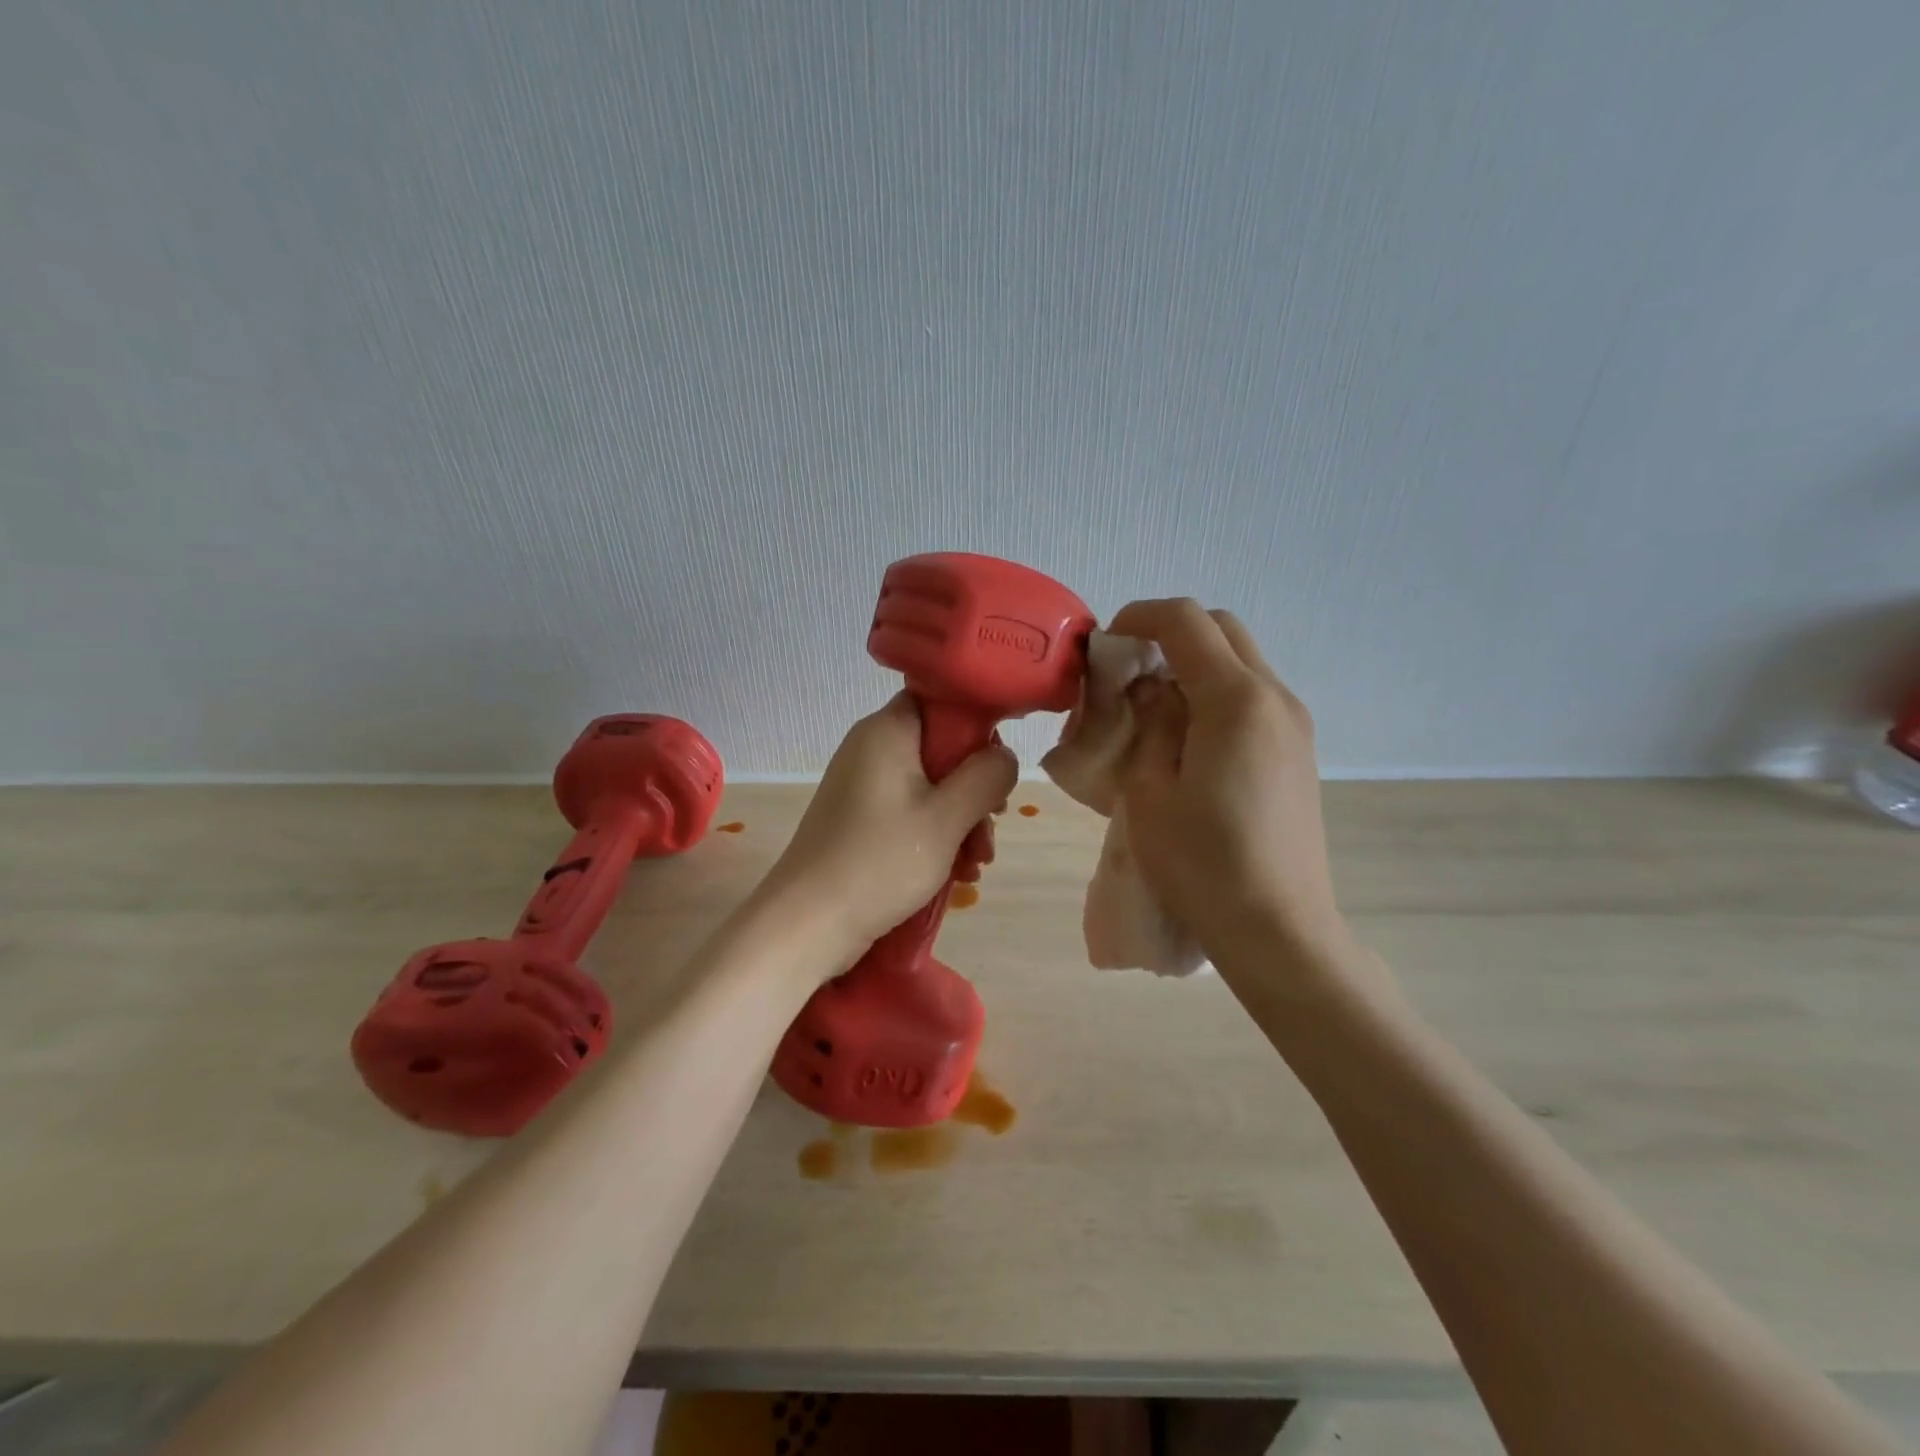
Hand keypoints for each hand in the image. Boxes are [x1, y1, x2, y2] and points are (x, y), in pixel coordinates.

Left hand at [763, 694, 1017, 962]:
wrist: (807, 924)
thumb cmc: (880, 862)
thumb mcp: (946, 818)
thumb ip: (986, 778)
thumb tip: (1004, 755)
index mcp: (887, 732)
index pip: (939, 701)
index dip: (975, 727)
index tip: (996, 769)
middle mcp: (871, 749)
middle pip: (940, 750)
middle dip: (973, 791)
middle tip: (990, 830)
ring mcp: (863, 786)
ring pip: (930, 787)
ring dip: (960, 822)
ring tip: (976, 865)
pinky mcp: (860, 820)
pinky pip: (910, 812)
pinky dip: (936, 836)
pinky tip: (956, 874)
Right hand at [1108, 598, 1347, 959]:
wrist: (1277, 928)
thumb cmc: (1201, 865)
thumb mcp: (1149, 790)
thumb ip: (1148, 722)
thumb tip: (1149, 688)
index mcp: (1236, 700)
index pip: (1186, 621)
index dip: (1139, 617)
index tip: (1105, 644)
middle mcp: (1275, 698)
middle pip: (1221, 629)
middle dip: (1169, 633)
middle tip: (1126, 672)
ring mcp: (1294, 724)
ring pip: (1241, 660)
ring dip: (1193, 663)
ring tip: (1152, 707)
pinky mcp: (1298, 750)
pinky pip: (1253, 695)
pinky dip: (1214, 691)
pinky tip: (1187, 737)